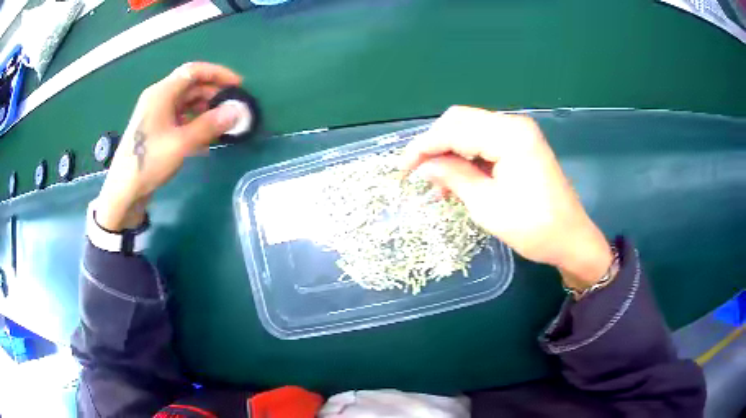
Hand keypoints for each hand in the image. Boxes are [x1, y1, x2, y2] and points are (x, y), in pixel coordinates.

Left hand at [96, 62, 242, 230]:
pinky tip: (206, 140)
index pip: (193, 71)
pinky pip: (180, 119)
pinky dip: (194, 124)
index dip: (218, 74)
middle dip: (213, 94)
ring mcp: (156, 115)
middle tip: (232, 108)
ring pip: (186, 103)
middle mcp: (158, 98)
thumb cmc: (148, 162)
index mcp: (161, 93)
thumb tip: (236, 111)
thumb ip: (209, 125)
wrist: (123, 191)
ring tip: (222, 124)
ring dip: (205, 110)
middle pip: (190, 86)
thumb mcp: (181, 143)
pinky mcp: (156, 130)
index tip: (237, 85)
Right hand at [400, 106, 611, 289]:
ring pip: (470, 130)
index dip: (423, 147)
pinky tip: (456, 178)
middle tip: (418, 173)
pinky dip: (466, 157)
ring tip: (436, 183)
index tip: (403, 170)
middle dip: (434, 144)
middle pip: (460, 121)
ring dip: (449, 151)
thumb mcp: (487, 205)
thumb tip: (423, 165)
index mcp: (509, 135)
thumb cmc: (534, 227)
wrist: (571, 239)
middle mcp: (513, 124)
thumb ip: (453, 177)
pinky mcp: (521, 146)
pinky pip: (484, 142)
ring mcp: (519, 134)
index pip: (453, 129)